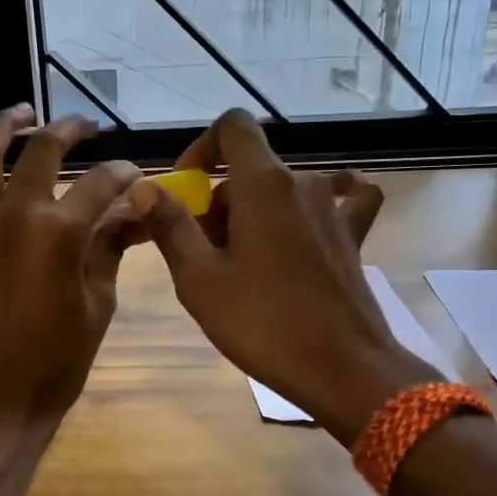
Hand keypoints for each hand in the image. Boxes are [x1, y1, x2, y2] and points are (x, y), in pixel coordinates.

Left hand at [0, 105, 140, 423]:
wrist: (3, 398)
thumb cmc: (61, 358)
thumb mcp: (99, 301)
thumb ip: (111, 248)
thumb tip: (132, 215)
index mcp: (59, 232)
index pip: (100, 185)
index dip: (123, 175)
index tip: (136, 175)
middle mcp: (14, 217)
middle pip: (41, 153)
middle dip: (70, 132)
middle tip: (87, 128)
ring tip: (19, 113)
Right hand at [133, 109, 434, 443]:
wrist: (344, 369)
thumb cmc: (264, 323)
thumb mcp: (200, 279)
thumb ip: (170, 226)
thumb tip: (143, 187)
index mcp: (263, 184)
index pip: (233, 126)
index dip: (202, 147)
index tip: (186, 188)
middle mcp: (303, 183)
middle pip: (251, 169)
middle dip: (219, 201)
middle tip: (202, 254)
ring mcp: (334, 209)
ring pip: (282, 190)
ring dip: (254, 214)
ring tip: (242, 265)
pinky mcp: (353, 237)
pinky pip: (337, 202)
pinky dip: (313, 207)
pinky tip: (308, 225)